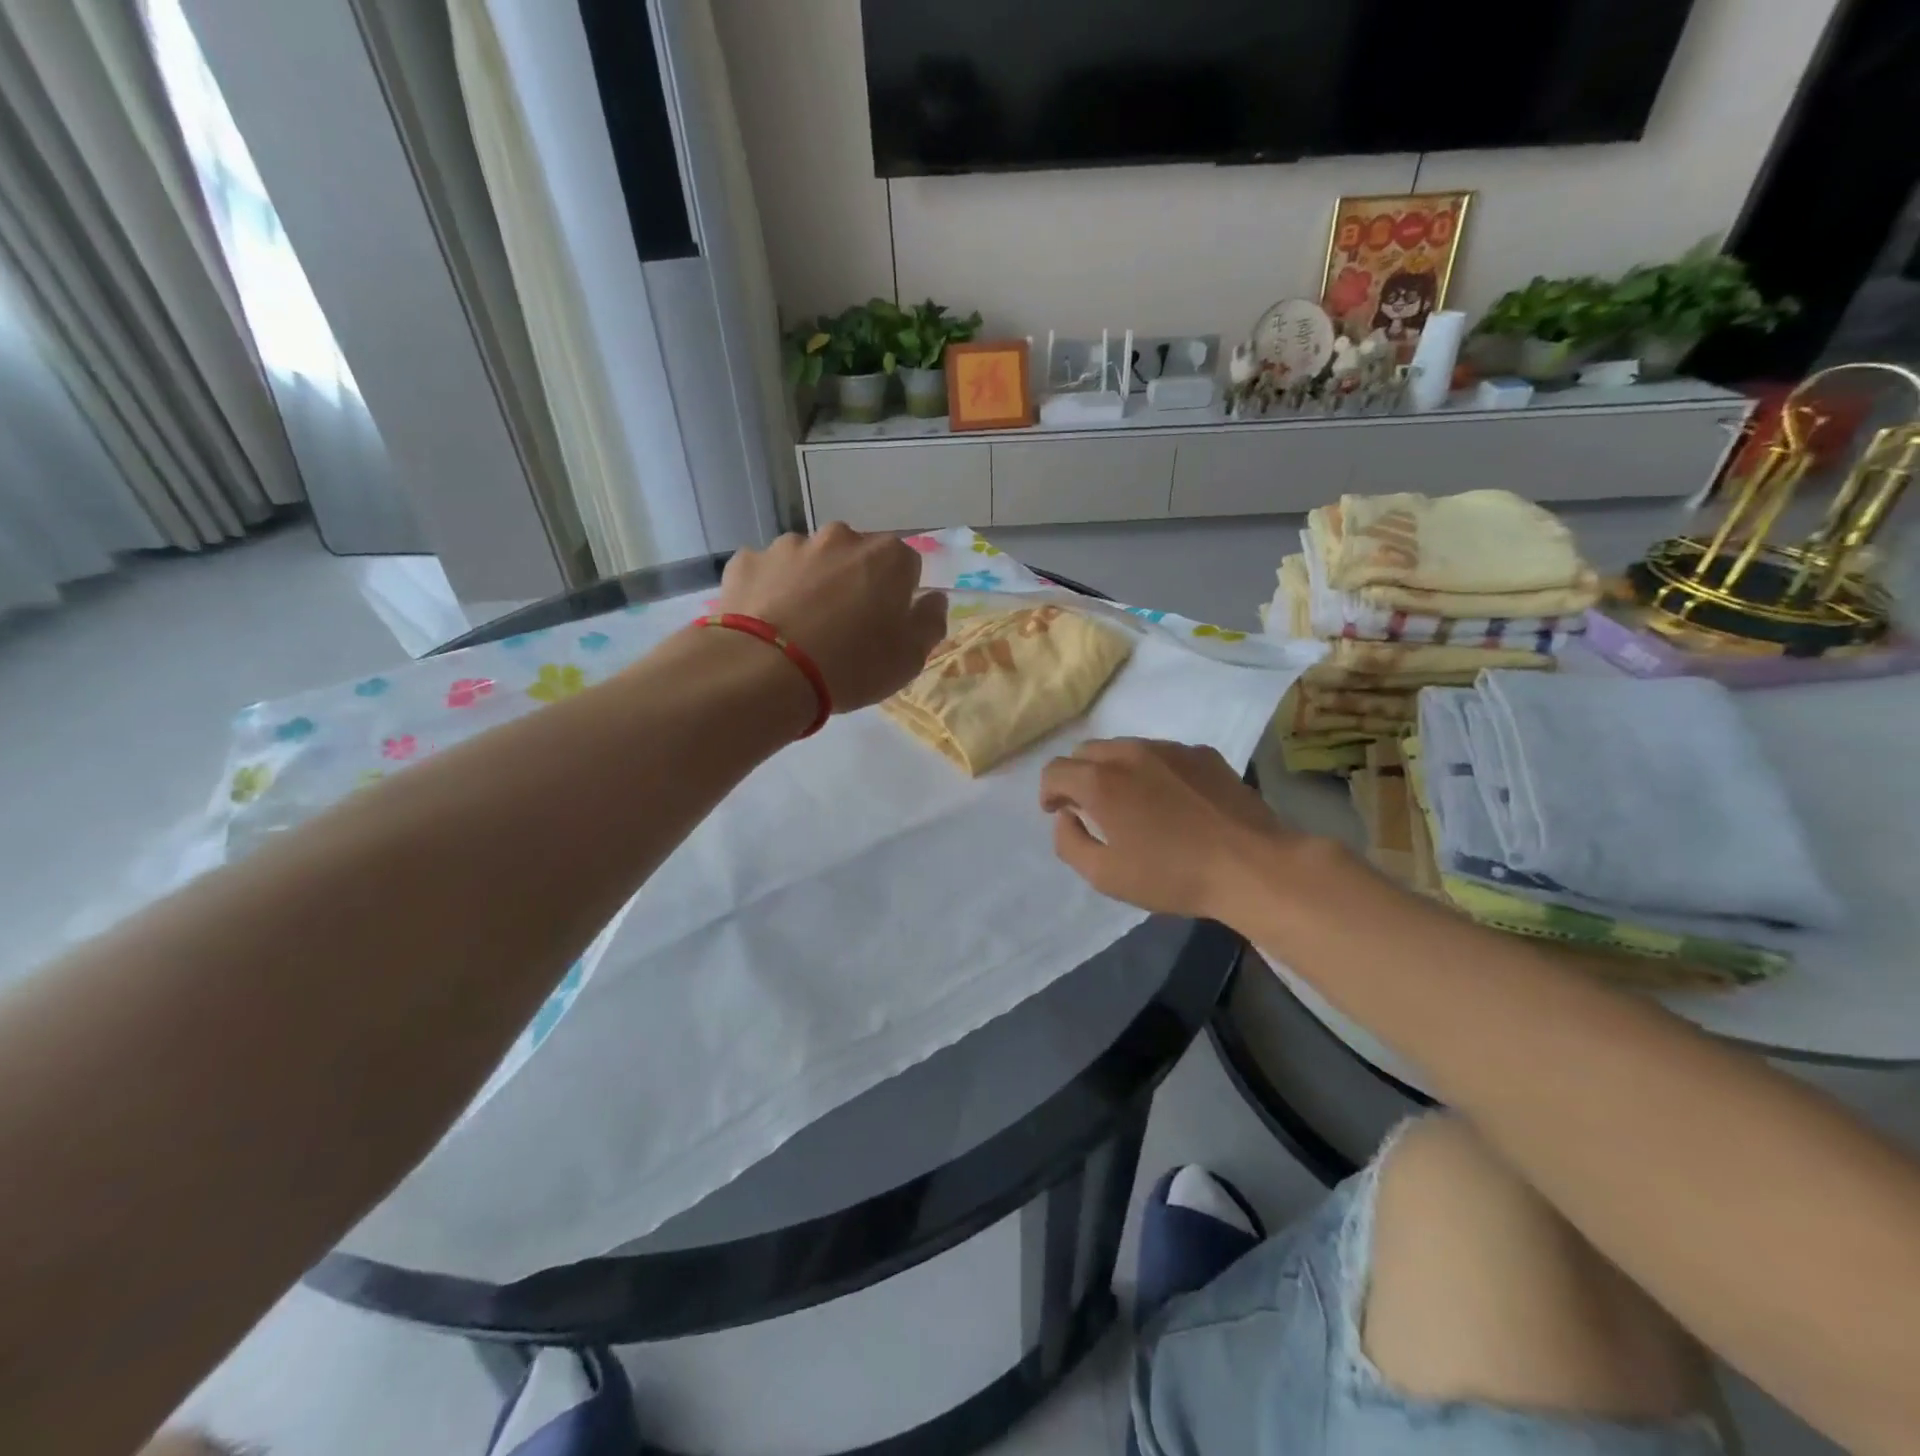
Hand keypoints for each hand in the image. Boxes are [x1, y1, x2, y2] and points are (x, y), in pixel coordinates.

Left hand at [718, 524, 948, 713]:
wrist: (766, 671)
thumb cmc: (852, 666)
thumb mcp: (909, 658)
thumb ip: (929, 622)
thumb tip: (933, 600)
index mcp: (887, 557)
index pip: (906, 566)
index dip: (897, 596)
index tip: (885, 625)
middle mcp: (840, 538)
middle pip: (855, 557)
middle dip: (853, 582)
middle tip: (842, 627)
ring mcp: (789, 545)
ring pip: (809, 561)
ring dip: (810, 584)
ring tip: (799, 629)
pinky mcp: (747, 560)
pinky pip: (767, 573)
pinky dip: (770, 591)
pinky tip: (765, 624)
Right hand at [1039, 738, 1295, 919]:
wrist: (1252, 866)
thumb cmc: (1172, 875)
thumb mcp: (1105, 875)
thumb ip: (1070, 842)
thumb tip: (1065, 816)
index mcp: (1101, 781)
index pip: (1055, 770)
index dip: (1048, 792)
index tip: (1056, 812)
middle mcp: (1130, 753)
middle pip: (1086, 751)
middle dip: (1078, 776)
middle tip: (1088, 808)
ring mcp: (1170, 749)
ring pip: (1124, 748)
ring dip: (1113, 769)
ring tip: (1129, 801)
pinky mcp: (1202, 754)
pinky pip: (1161, 754)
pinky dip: (1151, 770)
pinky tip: (1170, 800)